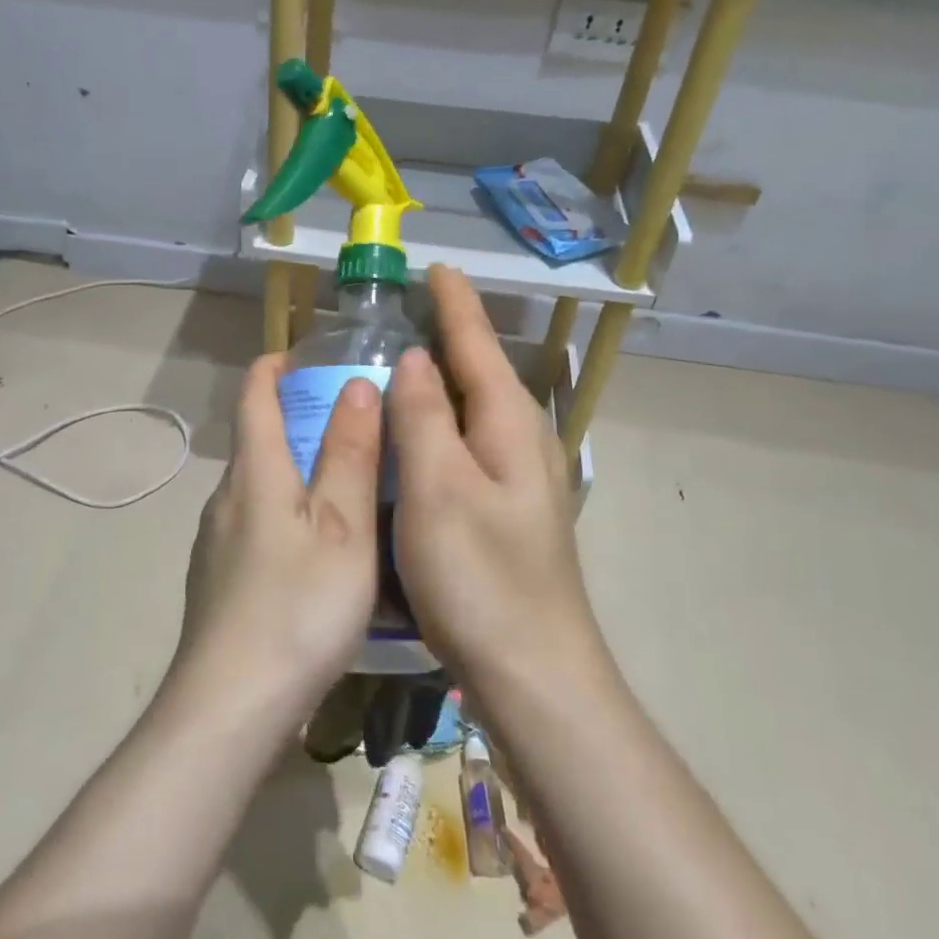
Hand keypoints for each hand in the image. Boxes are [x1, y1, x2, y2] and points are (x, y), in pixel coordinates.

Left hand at [169, 354, 381, 739]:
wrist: (230, 706)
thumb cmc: (298, 608)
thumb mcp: (342, 529)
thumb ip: (349, 455)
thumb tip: (356, 385)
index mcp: (255, 474)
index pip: (254, 397)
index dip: (273, 368)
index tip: (301, 355)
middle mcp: (226, 499)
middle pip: (256, 441)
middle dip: (296, 421)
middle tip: (351, 424)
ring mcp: (215, 543)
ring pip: (257, 487)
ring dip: (293, 472)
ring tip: (343, 486)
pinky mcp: (217, 581)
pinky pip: (254, 525)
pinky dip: (284, 514)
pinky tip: (315, 552)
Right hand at [387, 266, 599, 692]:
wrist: (532, 670)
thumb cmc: (479, 576)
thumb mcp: (438, 489)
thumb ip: (424, 417)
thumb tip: (416, 359)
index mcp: (509, 426)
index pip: (478, 346)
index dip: (455, 305)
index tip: (437, 268)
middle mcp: (523, 443)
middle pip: (483, 374)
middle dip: (451, 337)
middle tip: (407, 314)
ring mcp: (520, 481)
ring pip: (477, 413)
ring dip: (446, 383)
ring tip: (406, 365)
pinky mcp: (508, 512)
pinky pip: (470, 448)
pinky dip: (443, 428)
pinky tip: (419, 442)